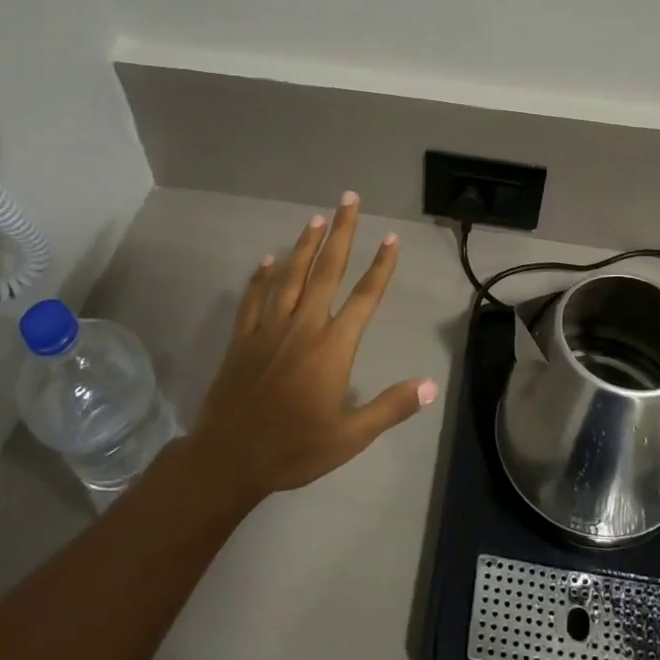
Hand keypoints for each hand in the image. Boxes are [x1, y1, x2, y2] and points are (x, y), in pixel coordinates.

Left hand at [193, 193, 436, 505]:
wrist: (228, 459)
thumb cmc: (294, 449)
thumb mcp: (350, 437)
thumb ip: (390, 407)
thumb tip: (430, 385)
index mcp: (332, 347)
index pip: (364, 297)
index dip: (381, 266)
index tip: (391, 237)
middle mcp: (303, 327)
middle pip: (326, 271)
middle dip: (341, 233)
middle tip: (349, 200)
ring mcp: (269, 329)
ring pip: (290, 276)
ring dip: (305, 245)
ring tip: (317, 218)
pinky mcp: (242, 339)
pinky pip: (254, 299)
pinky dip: (261, 277)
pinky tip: (267, 260)